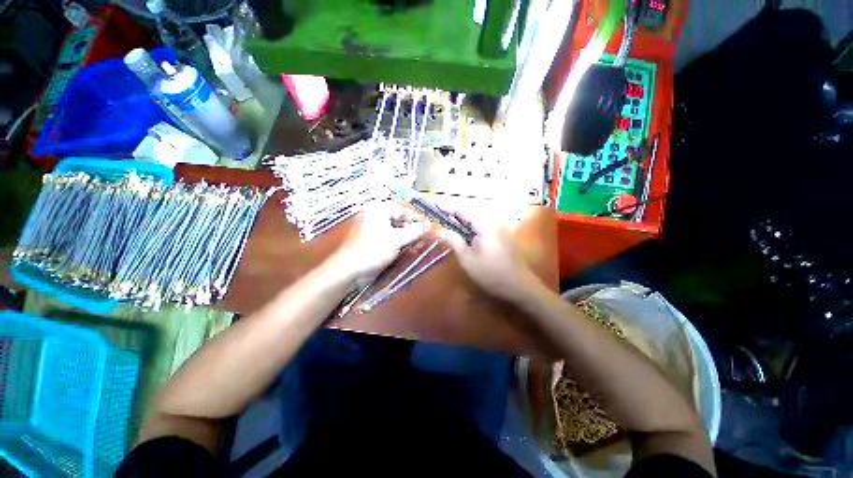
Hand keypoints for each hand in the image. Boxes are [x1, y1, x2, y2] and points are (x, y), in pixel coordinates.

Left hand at [332, 202, 426, 278]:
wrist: (349, 270)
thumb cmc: (372, 250)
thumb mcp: (397, 239)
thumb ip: (414, 231)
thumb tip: (429, 225)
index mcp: (378, 210)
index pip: (403, 210)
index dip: (417, 218)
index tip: (429, 226)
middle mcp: (375, 216)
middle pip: (400, 220)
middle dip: (413, 230)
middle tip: (424, 238)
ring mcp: (373, 229)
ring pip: (396, 230)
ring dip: (408, 238)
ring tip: (418, 245)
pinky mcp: (373, 240)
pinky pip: (390, 238)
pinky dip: (400, 243)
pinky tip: (409, 249)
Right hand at [436, 207, 539, 302]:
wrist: (520, 286)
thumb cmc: (491, 273)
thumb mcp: (467, 258)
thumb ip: (453, 240)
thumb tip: (439, 230)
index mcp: (484, 224)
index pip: (461, 209)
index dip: (446, 206)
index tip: (432, 203)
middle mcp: (492, 221)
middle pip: (469, 212)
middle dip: (452, 212)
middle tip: (437, 214)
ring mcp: (498, 228)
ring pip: (475, 219)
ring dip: (460, 220)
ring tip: (446, 222)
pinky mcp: (500, 235)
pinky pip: (481, 226)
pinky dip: (469, 227)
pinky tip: (462, 233)